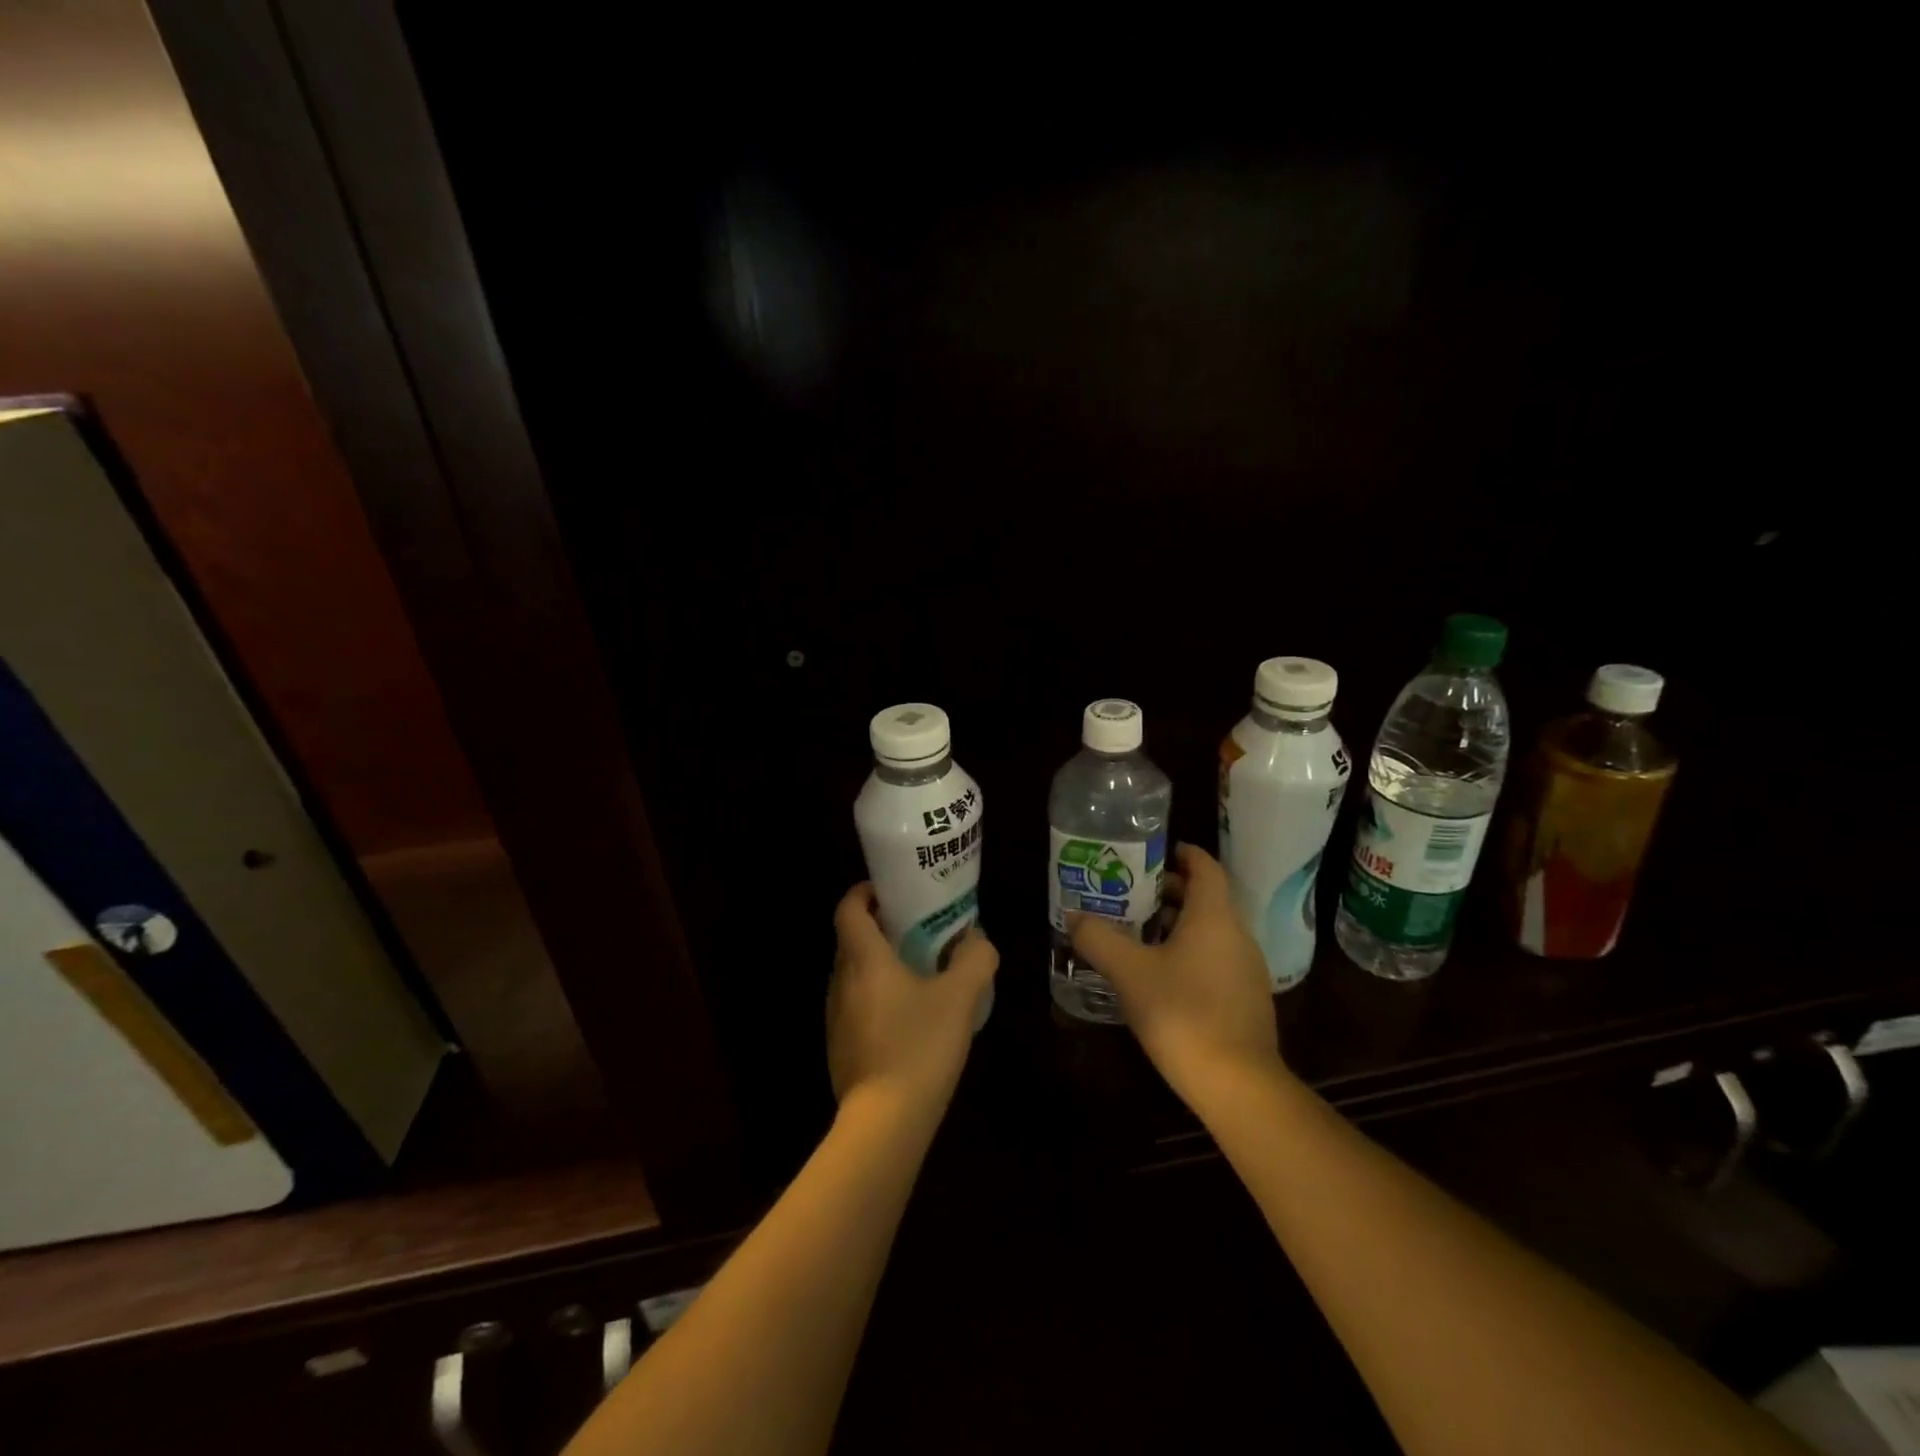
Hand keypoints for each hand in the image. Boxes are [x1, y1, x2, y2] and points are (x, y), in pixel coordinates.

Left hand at [827, 883, 997, 1117]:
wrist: (885, 1122)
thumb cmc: (920, 1046)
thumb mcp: (960, 997)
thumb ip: (974, 959)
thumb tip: (977, 938)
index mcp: (864, 958)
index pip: (848, 908)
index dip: (865, 892)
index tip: (891, 890)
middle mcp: (841, 981)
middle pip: (852, 939)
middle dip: (880, 926)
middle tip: (918, 927)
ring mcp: (836, 1016)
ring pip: (853, 973)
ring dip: (879, 963)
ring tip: (918, 970)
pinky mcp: (840, 1046)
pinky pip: (856, 1004)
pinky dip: (877, 995)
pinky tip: (909, 1016)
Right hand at [1068, 844, 1288, 1112]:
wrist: (1238, 1085)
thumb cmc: (1182, 1012)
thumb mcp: (1129, 972)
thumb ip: (1098, 938)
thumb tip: (1075, 916)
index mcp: (1214, 917)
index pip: (1206, 868)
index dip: (1183, 854)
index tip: (1153, 854)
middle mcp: (1237, 935)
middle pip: (1206, 898)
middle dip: (1169, 892)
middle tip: (1130, 895)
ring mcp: (1247, 970)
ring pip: (1210, 931)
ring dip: (1177, 925)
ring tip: (1138, 934)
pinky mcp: (1247, 1000)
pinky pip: (1216, 959)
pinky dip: (1189, 953)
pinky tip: (1160, 976)